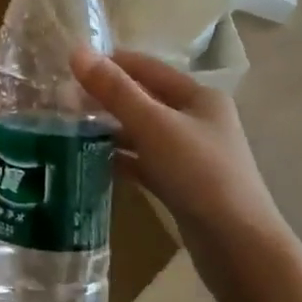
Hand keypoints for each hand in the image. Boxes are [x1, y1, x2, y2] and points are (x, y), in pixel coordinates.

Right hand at [71, 48, 283, 251]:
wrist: (240, 249)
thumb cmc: (200, 174)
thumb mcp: (154, 125)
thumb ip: (115, 90)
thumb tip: (76, 51)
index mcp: (199, 96)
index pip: (146, 67)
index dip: (109, 63)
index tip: (68, 67)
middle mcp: (197, 120)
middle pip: (143, 98)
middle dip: (105, 97)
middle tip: (61, 99)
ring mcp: (190, 155)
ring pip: (141, 131)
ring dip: (110, 128)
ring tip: (68, 127)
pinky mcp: (181, 185)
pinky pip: (144, 162)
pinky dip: (120, 158)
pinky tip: (90, 159)